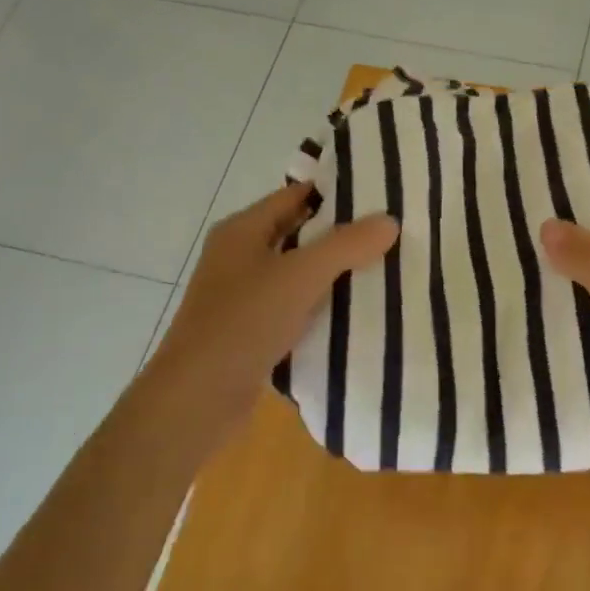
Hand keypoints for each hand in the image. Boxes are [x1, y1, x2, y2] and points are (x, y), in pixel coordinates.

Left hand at [140, 183, 397, 456]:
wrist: (198, 398)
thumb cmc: (243, 323)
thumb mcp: (300, 276)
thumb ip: (346, 245)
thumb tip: (389, 220)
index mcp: (242, 231)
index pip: (294, 195)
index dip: (335, 192)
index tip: (381, 194)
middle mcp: (240, 257)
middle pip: (298, 233)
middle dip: (341, 234)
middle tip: (391, 232)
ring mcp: (244, 296)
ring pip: (299, 273)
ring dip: (334, 272)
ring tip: (386, 267)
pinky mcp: (253, 330)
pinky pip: (295, 306)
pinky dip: (322, 305)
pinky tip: (357, 311)